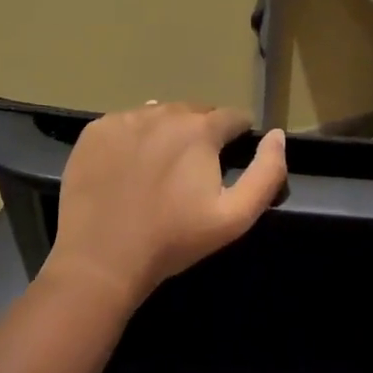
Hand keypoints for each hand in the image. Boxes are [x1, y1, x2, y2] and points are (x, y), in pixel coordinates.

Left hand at [45, 103, 287, 307]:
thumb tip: (277, 135)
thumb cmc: (173, 240)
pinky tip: (129, 168)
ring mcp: (125, 119)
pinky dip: (135, 137)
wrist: (101, 260)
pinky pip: (126, 123)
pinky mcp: (95, 131)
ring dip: (169, 132)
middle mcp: (163, 112)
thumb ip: (266, 173)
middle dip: (203, 133)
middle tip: (195, 170)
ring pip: (160, 114)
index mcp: (200, 130)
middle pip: (196, 112)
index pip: (233, 117)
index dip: (238, 137)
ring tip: (162, 168)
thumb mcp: (235, 217)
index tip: (232, 159)